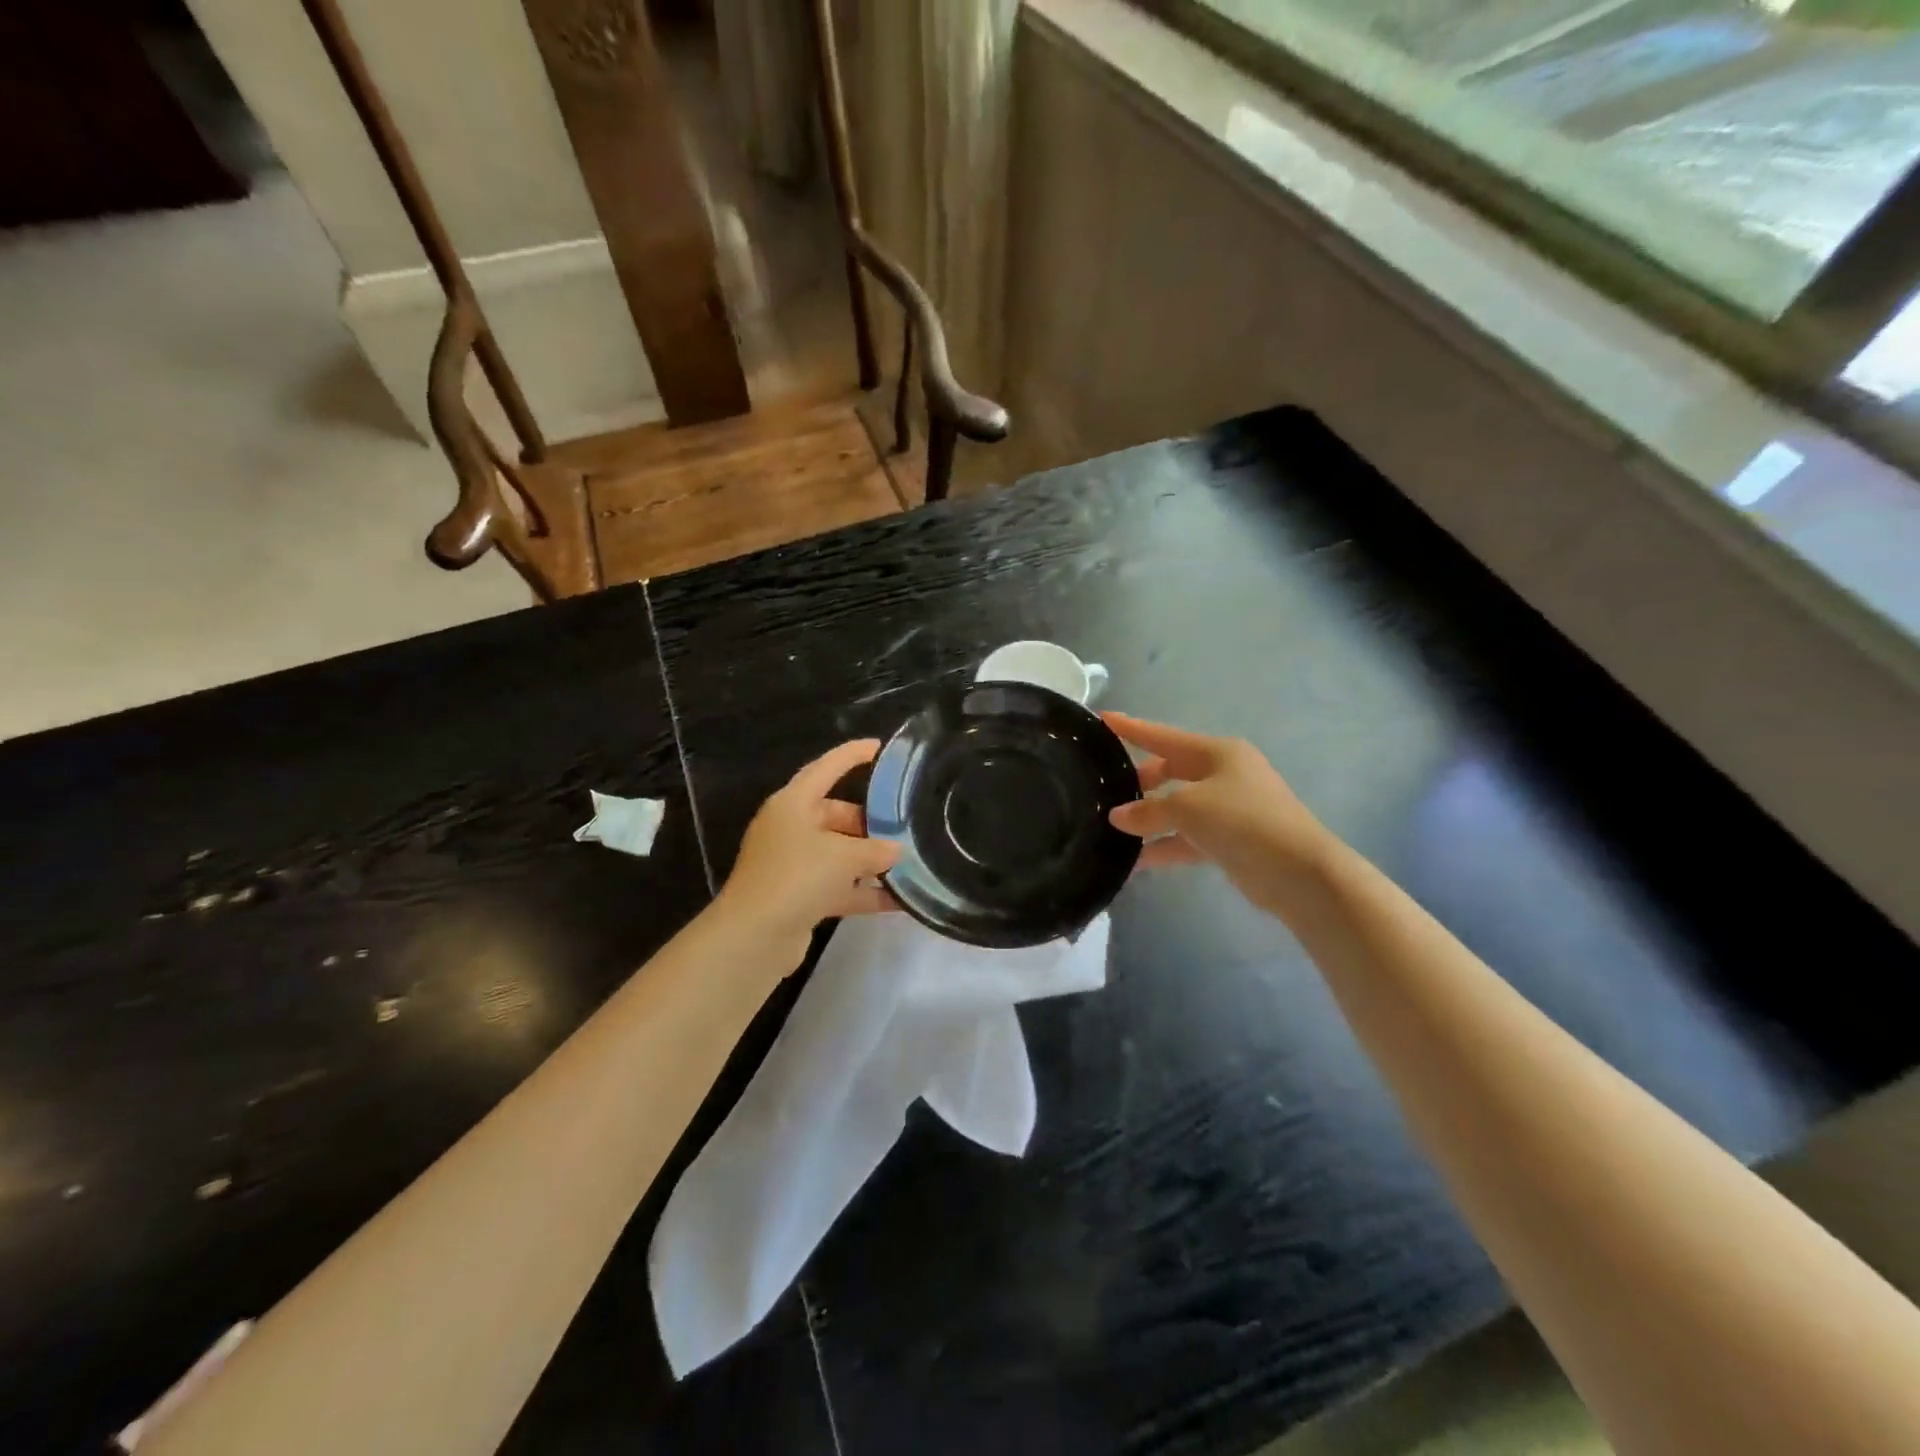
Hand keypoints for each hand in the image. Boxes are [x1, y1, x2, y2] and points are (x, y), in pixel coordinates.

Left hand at [715, 740, 900, 950]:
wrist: (754, 937)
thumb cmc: (797, 877)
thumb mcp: (844, 856)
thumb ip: (876, 850)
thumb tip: (896, 851)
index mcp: (792, 804)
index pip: (826, 768)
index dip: (852, 755)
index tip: (879, 747)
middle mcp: (789, 828)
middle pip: (835, 814)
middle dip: (869, 822)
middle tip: (903, 825)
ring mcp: (792, 864)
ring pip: (837, 852)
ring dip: (868, 860)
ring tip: (907, 862)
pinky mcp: (797, 896)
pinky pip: (837, 886)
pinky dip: (862, 891)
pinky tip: (897, 901)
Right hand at [1105, 714, 1331, 913]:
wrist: (1299, 872)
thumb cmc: (1242, 821)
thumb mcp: (1187, 808)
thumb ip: (1148, 811)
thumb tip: (1118, 817)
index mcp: (1218, 753)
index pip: (1163, 736)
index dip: (1132, 728)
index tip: (1102, 719)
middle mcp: (1224, 774)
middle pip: (1171, 771)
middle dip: (1140, 782)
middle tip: (1108, 791)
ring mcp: (1229, 808)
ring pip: (1177, 808)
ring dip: (1149, 820)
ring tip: (1113, 831)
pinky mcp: (1231, 840)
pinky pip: (1188, 837)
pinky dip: (1165, 846)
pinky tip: (1135, 861)